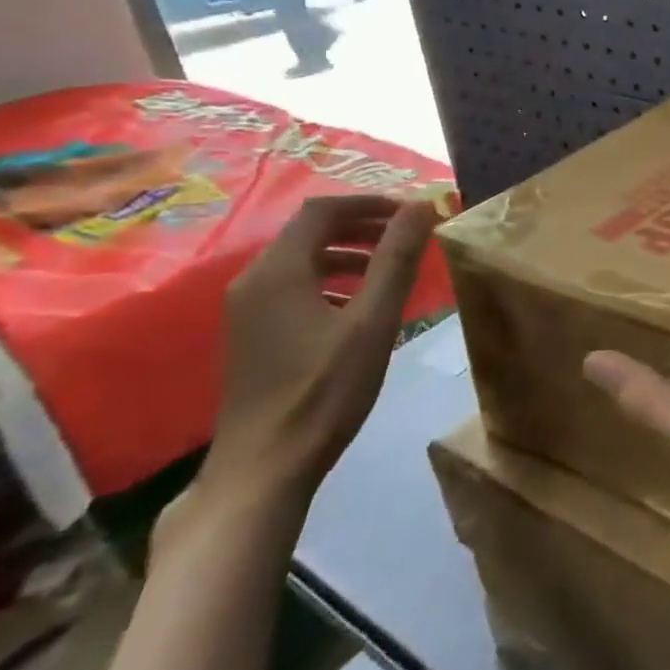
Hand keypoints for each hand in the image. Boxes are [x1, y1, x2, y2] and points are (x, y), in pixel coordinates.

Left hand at [203, 194, 439, 506]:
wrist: (265, 465)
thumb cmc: (325, 389)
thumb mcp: (373, 320)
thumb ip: (396, 259)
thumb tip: (422, 206)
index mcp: (277, 272)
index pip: (323, 211)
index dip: (370, 203)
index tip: (412, 213)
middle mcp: (253, 282)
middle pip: (309, 232)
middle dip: (362, 226)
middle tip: (408, 236)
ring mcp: (247, 311)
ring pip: (302, 260)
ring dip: (349, 253)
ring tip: (391, 267)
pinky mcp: (253, 335)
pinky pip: (294, 287)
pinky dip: (332, 279)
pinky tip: (360, 306)